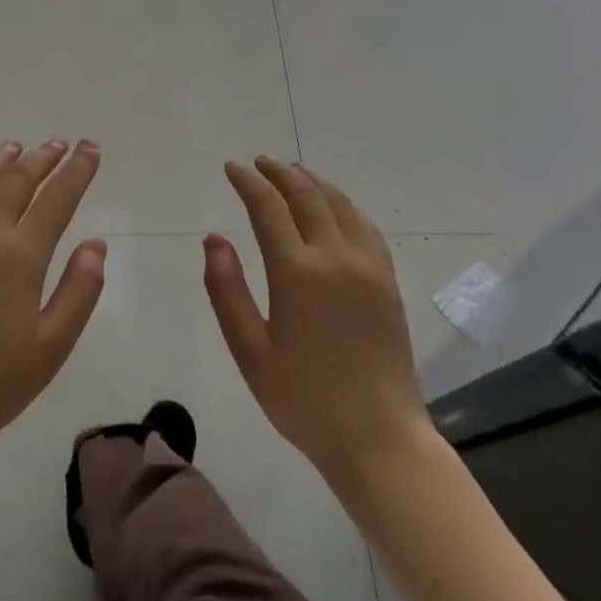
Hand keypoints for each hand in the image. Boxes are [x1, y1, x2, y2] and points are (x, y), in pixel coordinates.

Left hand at [0, 140, 105, 457]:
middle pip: (17, 179)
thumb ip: (79, 290)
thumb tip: (95, 244)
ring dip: (3, 159)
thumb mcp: (53, 345)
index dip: (77, 170)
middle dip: (44, 158)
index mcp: (19, 255)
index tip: (90, 149)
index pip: (56, 198)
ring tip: (19, 147)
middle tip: (61, 145)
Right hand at [204, 157, 429, 486]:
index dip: (248, 182)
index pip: (268, 208)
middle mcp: (336, 257)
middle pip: (306, 196)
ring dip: (312, 182)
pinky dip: (343, 204)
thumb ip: (227, 290)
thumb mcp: (250, 351)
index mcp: (297, 273)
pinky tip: (334, 206)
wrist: (378, 436)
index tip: (232, 168)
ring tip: (293, 173)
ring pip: (339, 204)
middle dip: (279, 173)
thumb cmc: (303, 400)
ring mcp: (368, 266)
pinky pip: (365, 225)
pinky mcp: (387, 280)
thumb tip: (214, 238)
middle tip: (259, 163)